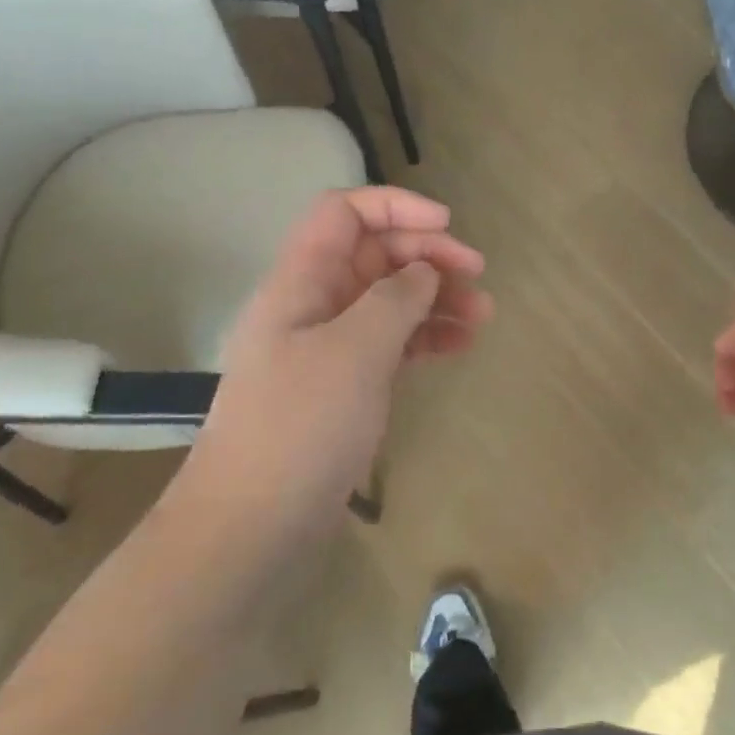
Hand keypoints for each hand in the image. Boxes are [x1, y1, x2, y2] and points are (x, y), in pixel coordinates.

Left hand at [180, 188, 491, 549]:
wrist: (252, 527)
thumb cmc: (299, 427)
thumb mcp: (354, 352)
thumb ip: (394, 298)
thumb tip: (423, 273)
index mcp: (301, 282)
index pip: (343, 213)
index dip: (395, 206)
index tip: (446, 225)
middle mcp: (314, 304)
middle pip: (374, 253)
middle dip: (427, 254)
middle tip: (476, 274)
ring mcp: (330, 346)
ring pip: (389, 298)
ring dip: (436, 297)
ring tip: (482, 315)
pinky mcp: (346, 384)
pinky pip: (392, 341)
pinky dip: (426, 336)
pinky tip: (461, 344)